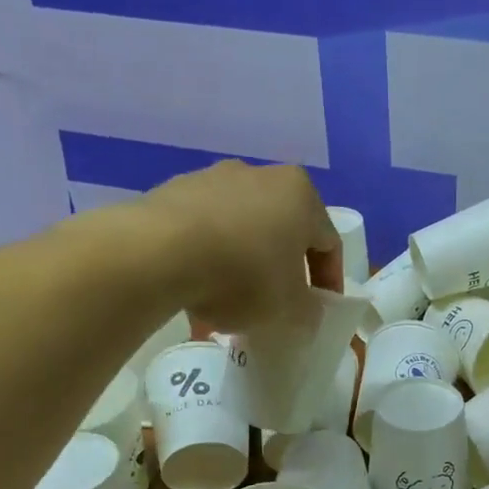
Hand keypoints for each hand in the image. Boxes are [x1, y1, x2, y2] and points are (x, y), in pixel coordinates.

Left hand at [137, 160, 341, 331]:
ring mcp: (212, 179)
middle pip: (282, 233)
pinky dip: (208, 261)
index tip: (320, 310)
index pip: (328, 243)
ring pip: (240, 232)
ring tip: (231, 306)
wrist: (159, 253)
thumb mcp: (291, 309)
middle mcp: (260, 175)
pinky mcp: (172, 192)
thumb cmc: (245, 275)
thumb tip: (306, 313)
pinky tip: (198, 293)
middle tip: (277, 307)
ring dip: (243, 267)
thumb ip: (309, 312)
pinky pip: (203, 233)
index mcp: (301, 194)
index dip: (329, 282)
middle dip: (281, 272)